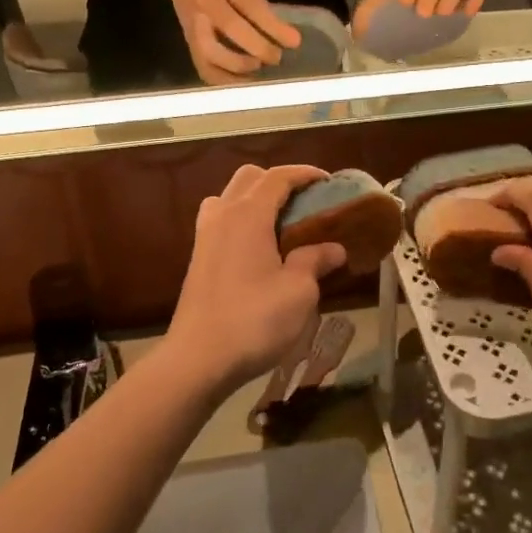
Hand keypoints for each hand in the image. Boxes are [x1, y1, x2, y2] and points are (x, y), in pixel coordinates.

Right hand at [154, 0, 300, 83]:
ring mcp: (193, 23)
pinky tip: (240, 81)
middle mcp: (205, 2)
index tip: (294, 42)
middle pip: (230, 28)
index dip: (273, 26)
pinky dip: (221, 79)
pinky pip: (201, 65)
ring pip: (210, 52)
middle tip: (277, 58)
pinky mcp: (186, 40)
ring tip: (257, 69)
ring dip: (237, 66)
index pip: (251, 6)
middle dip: (258, 47)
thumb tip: (276, 30)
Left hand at [163, 165, 346, 393]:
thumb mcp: (299, 291)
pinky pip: (220, 219)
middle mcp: (223, 215)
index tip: (328, 181)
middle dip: (279, 181)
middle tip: (305, 202)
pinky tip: (259, 247)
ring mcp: (205, 235)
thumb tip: (334, 249)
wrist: (198, 358)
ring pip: (230, 196)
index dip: (305, 173)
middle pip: (250, 177)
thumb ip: (315, 261)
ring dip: (256, 198)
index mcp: (248, 214)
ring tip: (281, 222)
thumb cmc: (254, 320)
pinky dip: (241, 218)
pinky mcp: (198, 257)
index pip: (278, 177)